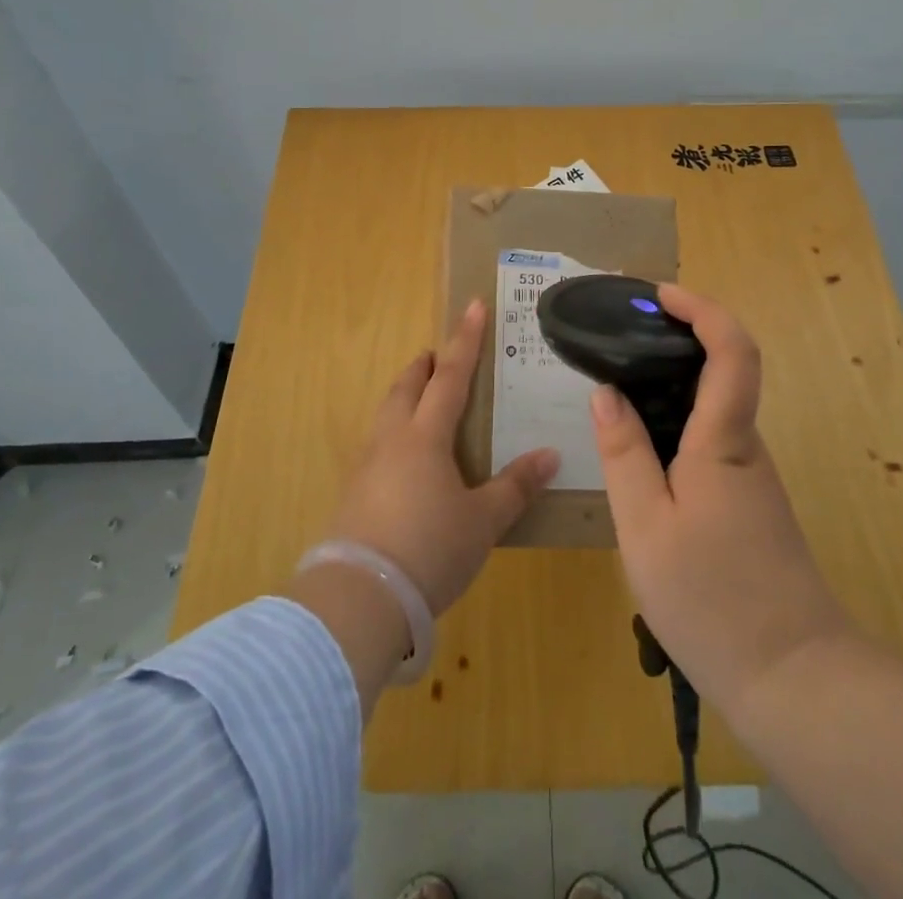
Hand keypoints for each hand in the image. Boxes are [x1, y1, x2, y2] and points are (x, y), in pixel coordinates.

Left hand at [323, 299, 560, 615]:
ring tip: (420, 398)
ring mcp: (367, 465)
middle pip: (408, 387)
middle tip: (439, 354)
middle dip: (425, 365)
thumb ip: (515, 486)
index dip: (466, 340)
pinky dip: (394, 432)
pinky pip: (377, 444)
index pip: (451, 376)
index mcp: (425, 436)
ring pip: (387, 413)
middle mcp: (392, 439)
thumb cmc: (430, 549)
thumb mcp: (482, 521)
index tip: (473, 305)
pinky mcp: (353, 493)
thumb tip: (550, 455)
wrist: (359, 597)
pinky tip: (403, 457)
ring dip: (405, 396)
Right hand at [591, 283, 847, 721]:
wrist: (794, 679)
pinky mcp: (748, 503)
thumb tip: (607, 392)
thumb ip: (624, 453)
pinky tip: (640, 447)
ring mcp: (751, 476)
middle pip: (724, 370)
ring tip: (617, 385)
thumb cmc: (712, 599)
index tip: (659, 294)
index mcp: (724, 441)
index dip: (702, 309)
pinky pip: (711, 440)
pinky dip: (676, 421)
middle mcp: (745, 447)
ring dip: (672, 382)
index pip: (733, 351)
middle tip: (620, 335)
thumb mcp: (645, 526)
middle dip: (678, 338)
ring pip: (714, 408)